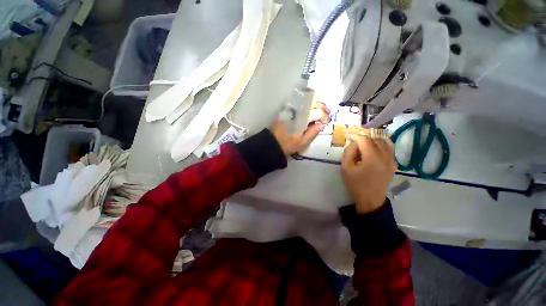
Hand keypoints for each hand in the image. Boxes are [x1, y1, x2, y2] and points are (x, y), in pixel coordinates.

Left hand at [270, 102, 329, 155]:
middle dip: (322, 107)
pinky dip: (308, 104)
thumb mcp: (302, 142)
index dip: (324, 116)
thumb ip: (312, 132)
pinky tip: (311, 109)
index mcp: (301, 120)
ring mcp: (291, 109)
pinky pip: (300, 103)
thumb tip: (322, 125)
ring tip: (321, 110)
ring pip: (306, 101)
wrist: (271, 143)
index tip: (326, 123)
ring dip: (316, 104)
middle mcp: (297, 111)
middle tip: (327, 113)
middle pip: (313, 102)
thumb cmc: (287, 145)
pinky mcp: (287, 110)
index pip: (317, 112)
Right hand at [341, 135, 394, 213]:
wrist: (370, 199)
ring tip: (364, 145)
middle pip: (375, 139)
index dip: (355, 135)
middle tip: (355, 142)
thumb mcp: (346, 168)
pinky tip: (374, 149)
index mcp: (372, 158)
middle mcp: (385, 156)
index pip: (365, 140)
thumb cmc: (356, 184)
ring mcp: (391, 160)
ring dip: (373, 140)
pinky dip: (381, 145)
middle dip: (364, 138)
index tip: (348, 135)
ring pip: (385, 142)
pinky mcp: (393, 164)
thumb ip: (348, 152)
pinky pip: (390, 149)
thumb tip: (353, 143)